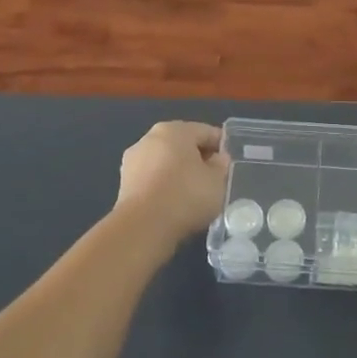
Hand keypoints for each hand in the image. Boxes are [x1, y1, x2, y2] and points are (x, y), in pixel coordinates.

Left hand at [114, 121, 230, 245]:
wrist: (143, 227)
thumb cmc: (186, 196)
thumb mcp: (217, 181)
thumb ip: (221, 165)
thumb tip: (217, 159)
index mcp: (175, 130)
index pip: (206, 132)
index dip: (222, 146)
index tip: (231, 163)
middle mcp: (150, 138)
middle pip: (183, 145)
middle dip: (199, 159)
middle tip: (215, 179)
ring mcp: (133, 160)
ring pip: (166, 162)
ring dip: (180, 173)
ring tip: (195, 194)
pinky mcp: (125, 183)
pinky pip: (153, 179)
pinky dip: (165, 186)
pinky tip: (175, 203)